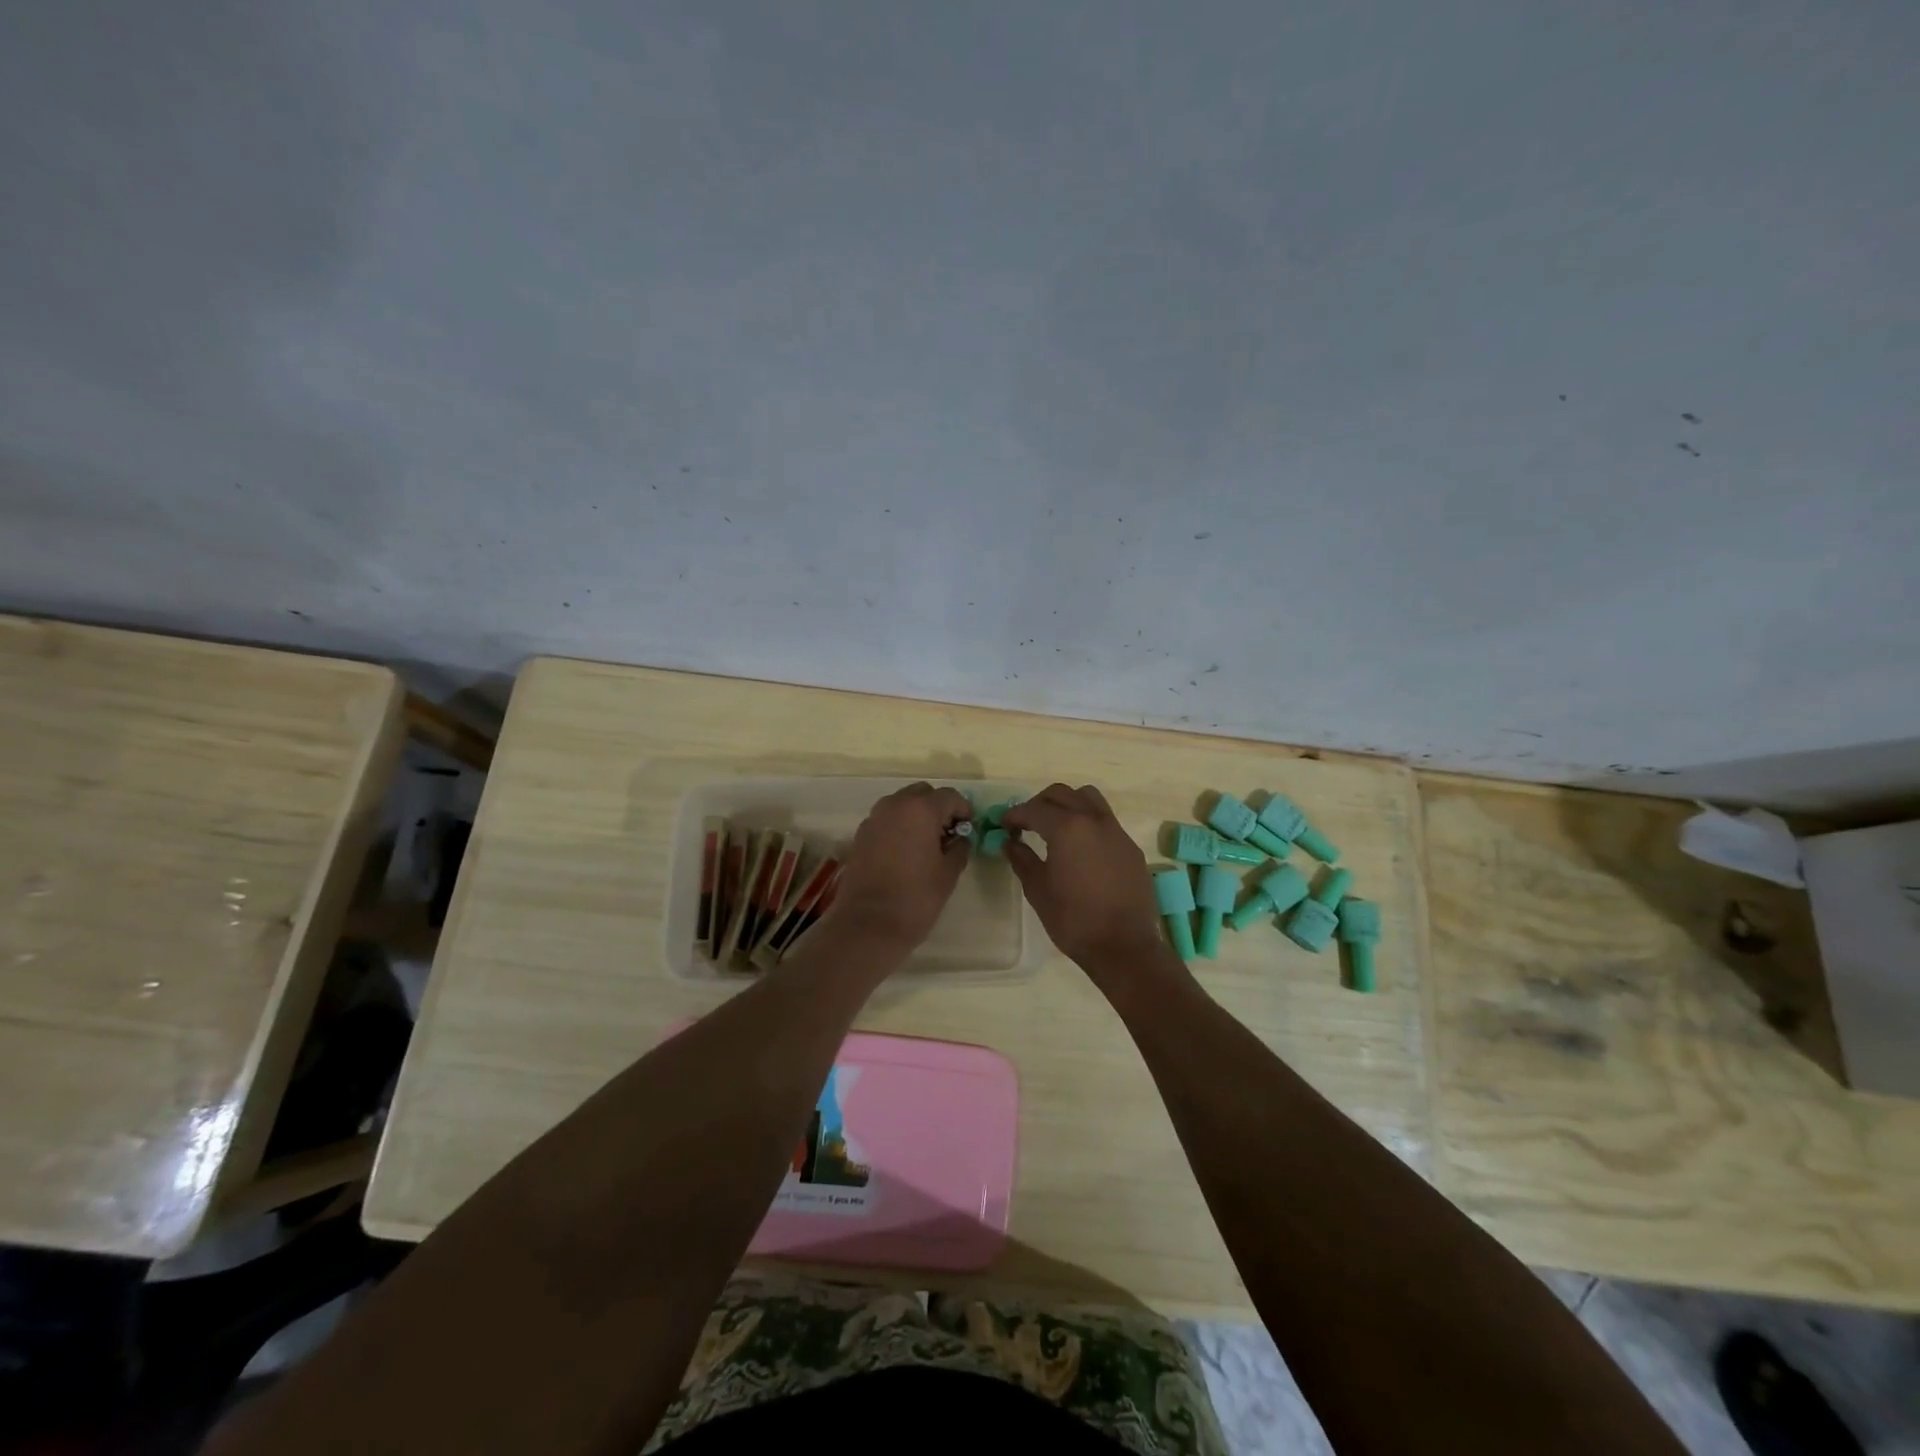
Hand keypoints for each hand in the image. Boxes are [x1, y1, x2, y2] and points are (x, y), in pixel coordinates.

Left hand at [824, 783, 974, 954]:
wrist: (868, 924)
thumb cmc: (915, 898)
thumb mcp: (948, 873)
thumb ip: (959, 848)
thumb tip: (960, 839)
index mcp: (920, 809)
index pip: (949, 796)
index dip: (963, 810)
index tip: (969, 828)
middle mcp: (894, 805)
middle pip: (922, 794)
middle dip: (938, 808)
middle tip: (949, 833)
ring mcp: (874, 819)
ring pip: (902, 804)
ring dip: (917, 815)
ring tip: (927, 843)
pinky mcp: (860, 835)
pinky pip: (886, 820)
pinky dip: (899, 826)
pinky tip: (906, 852)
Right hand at [1001, 784, 1178, 985]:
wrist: (1123, 946)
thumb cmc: (1073, 919)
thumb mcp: (1038, 889)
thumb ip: (1021, 859)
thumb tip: (1010, 842)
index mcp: (1067, 828)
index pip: (1034, 809)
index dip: (1014, 814)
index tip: (1003, 824)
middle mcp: (1094, 820)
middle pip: (1062, 794)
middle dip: (1040, 803)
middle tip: (1026, 822)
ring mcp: (1116, 831)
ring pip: (1089, 799)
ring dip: (1068, 804)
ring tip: (1055, 826)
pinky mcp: (1130, 847)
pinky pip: (1105, 821)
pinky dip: (1087, 822)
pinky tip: (1080, 848)